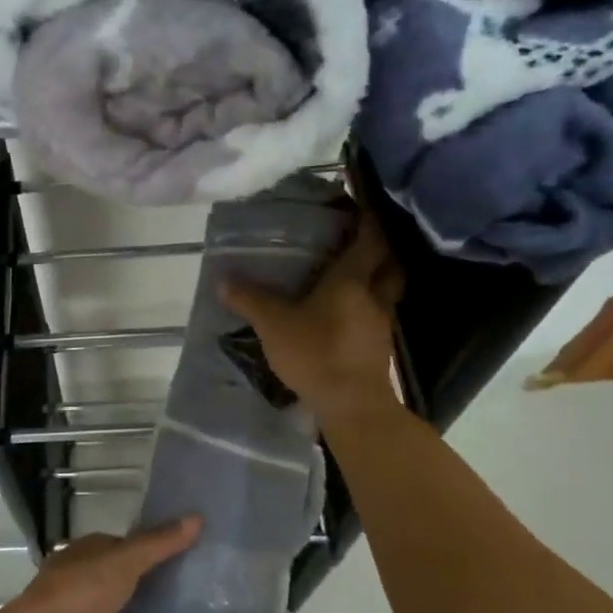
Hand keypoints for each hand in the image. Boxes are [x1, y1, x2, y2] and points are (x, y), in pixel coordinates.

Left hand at [0, 519, 201, 612]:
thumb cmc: (77, 595)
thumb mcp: (121, 561)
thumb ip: (158, 544)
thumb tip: (196, 517)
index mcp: (85, 559)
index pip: (122, 548)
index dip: (153, 547)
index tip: (190, 549)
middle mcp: (84, 591)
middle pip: (127, 587)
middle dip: (157, 589)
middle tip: (202, 589)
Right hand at [220, 210, 405, 422]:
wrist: (352, 406)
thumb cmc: (316, 353)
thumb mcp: (273, 324)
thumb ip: (250, 300)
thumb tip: (223, 280)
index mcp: (352, 280)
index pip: (369, 240)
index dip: (368, 220)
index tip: (361, 206)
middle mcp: (374, 296)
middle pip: (389, 264)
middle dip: (381, 250)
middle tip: (361, 241)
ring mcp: (382, 324)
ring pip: (387, 291)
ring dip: (377, 280)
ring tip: (354, 277)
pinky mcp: (380, 349)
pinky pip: (379, 317)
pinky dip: (368, 309)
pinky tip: (349, 315)